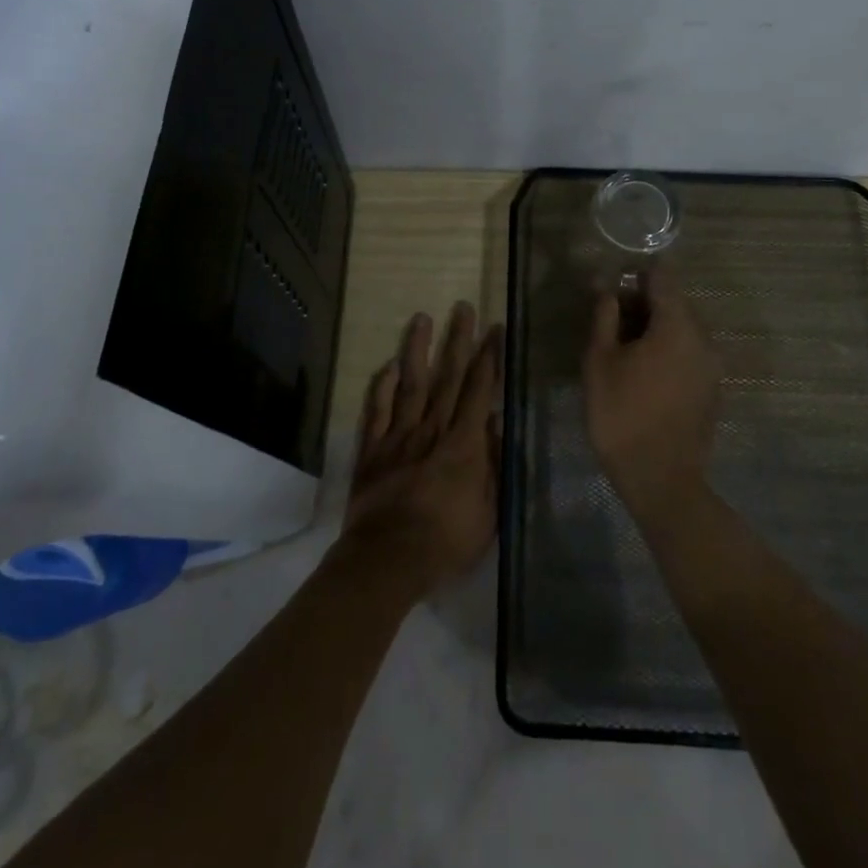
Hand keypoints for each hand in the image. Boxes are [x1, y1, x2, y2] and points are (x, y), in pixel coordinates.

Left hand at [340, 302, 501, 595]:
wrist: (387, 560)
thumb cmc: (446, 542)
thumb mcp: (488, 512)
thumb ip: (493, 464)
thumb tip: (495, 423)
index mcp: (463, 443)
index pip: (478, 390)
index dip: (488, 358)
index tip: (493, 329)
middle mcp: (431, 429)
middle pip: (447, 377)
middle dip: (457, 340)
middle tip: (462, 307)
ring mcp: (398, 436)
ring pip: (411, 384)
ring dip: (417, 349)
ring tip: (421, 318)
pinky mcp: (372, 449)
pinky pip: (377, 410)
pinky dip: (382, 386)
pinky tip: (388, 366)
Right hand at [582, 266, 720, 519]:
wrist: (660, 479)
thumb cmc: (621, 414)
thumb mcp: (599, 361)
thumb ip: (604, 316)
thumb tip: (606, 286)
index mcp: (677, 325)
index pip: (662, 277)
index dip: (635, 276)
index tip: (612, 292)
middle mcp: (703, 338)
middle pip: (674, 302)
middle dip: (643, 304)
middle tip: (611, 325)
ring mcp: (712, 365)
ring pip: (682, 329)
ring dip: (655, 329)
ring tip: (624, 352)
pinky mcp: (712, 389)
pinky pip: (689, 353)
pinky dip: (668, 351)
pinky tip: (644, 375)